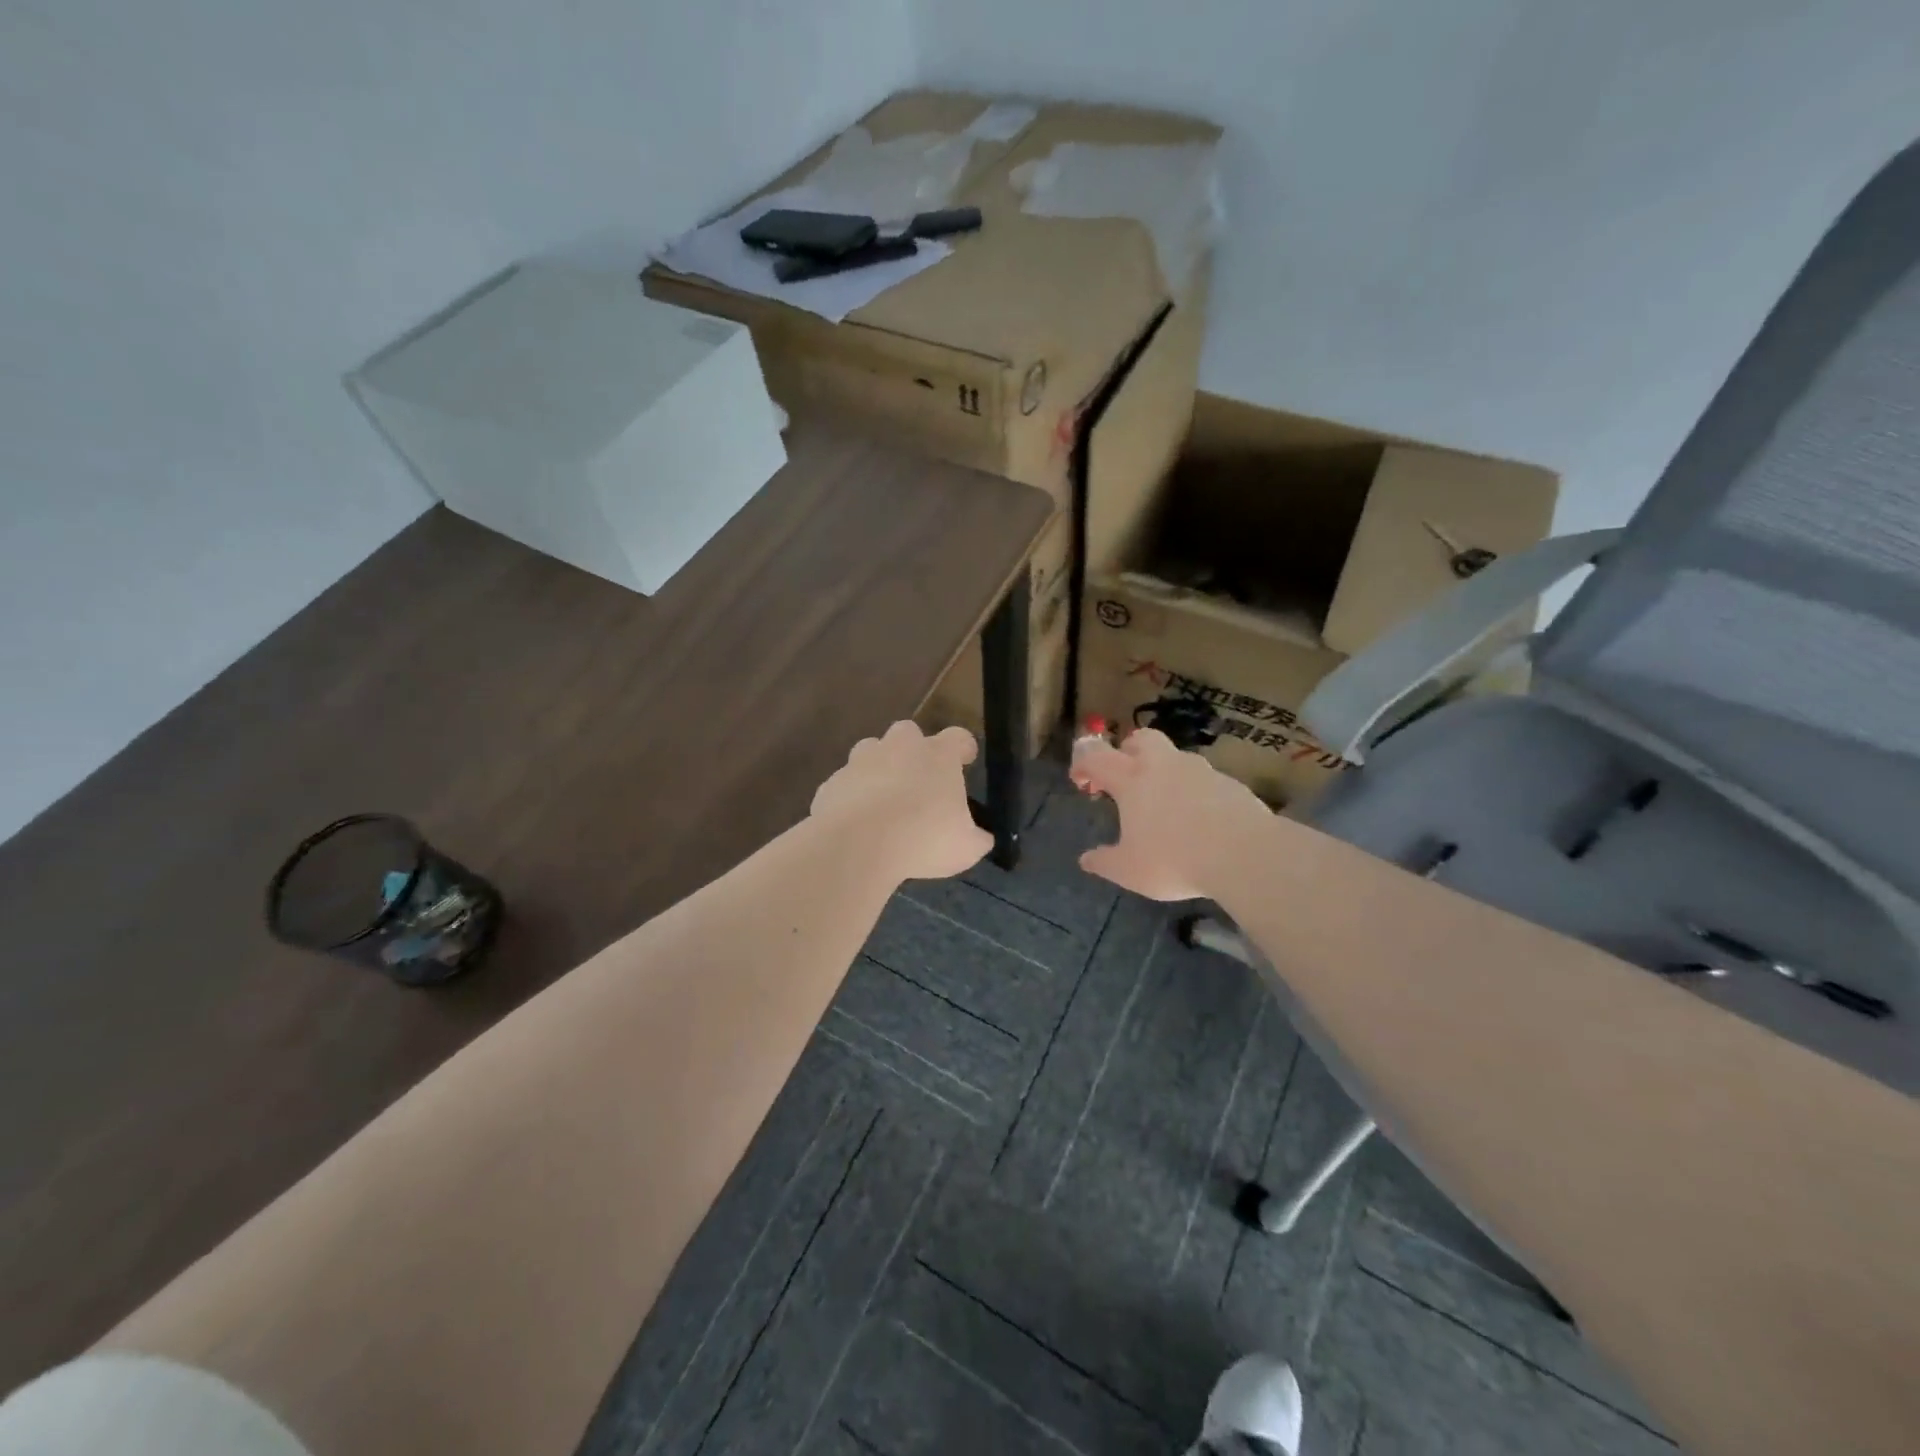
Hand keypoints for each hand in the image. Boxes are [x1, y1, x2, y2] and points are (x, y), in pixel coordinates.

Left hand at [811, 721, 992, 880]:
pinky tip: (856, 823)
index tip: (965, 760)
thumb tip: (981, 838)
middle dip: (913, 751)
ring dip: (878, 770)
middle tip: (918, 781)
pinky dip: (851, 797)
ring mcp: (860, 761)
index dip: (963, 748)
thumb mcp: (966, 847)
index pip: (958, 737)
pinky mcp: (832, 783)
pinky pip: (845, 784)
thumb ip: (976, 838)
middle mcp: (899, 747)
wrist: (857, 844)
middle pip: (908, 733)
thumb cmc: (923, 839)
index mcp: (938, 755)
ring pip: (870, 752)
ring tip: (883, 802)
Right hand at [1071, 728, 1267, 899]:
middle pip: (1141, 738)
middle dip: (1127, 750)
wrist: (1245, 854)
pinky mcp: (1229, 783)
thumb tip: (1086, 859)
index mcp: (1132, 780)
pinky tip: (1198, 818)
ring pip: (1175, 756)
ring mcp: (1200, 770)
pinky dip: (1193, 790)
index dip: (1083, 764)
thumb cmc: (1175, 860)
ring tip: (1164, 804)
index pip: (1097, 757)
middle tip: (1125, 777)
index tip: (1081, 781)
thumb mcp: (1129, 871)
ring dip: (1163, 770)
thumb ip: (1104, 862)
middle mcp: (1163, 766)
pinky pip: (1203, 778)